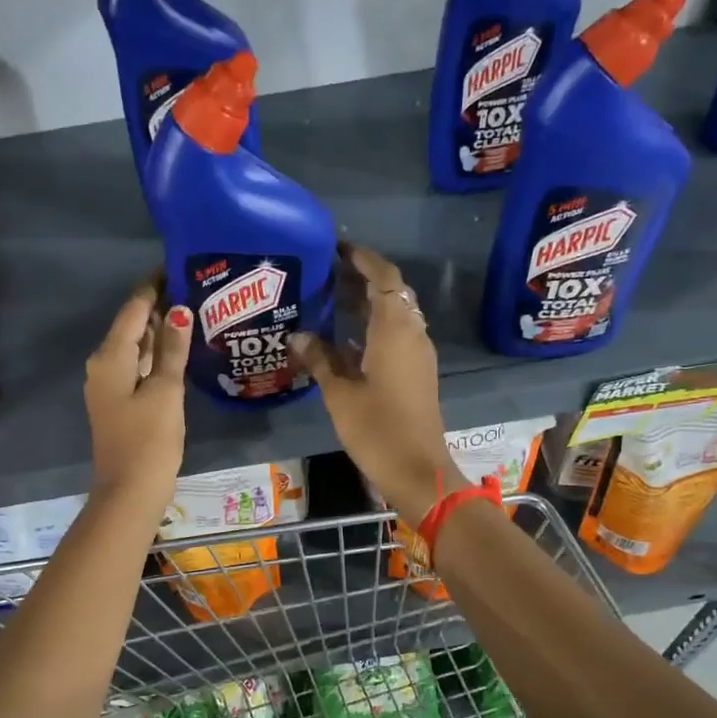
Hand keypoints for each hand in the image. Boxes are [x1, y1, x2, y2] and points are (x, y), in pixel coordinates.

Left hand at [85, 282, 190, 515]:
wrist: (129, 492)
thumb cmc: (149, 440)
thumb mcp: (166, 392)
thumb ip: (172, 349)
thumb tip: (179, 309)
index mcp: (111, 356)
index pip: (134, 308)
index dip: (155, 285)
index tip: (179, 265)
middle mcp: (104, 364)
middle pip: (133, 325)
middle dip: (161, 306)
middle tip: (196, 287)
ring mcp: (110, 385)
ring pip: (136, 347)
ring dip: (161, 331)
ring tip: (194, 311)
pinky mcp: (120, 402)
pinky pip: (138, 367)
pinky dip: (157, 355)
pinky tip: (180, 350)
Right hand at [288, 244, 466, 521]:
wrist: (417, 469)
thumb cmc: (376, 428)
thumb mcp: (339, 393)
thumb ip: (319, 359)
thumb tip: (298, 335)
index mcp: (395, 329)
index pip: (384, 277)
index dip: (363, 259)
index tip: (337, 249)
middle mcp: (412, 334)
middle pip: (392, 293)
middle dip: (362, 279)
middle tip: (327, 274)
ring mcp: (418, 354)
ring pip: (395, 315)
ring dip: (369, 304)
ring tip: (332, 300)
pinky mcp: (417, 373)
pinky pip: (396, 336)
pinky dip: (374, 328)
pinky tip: (345, 339)